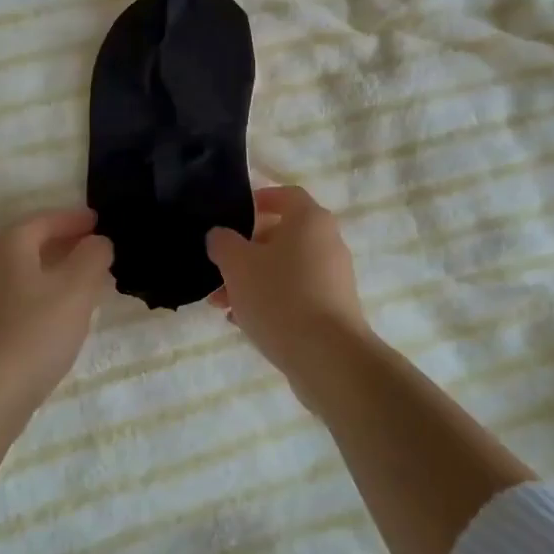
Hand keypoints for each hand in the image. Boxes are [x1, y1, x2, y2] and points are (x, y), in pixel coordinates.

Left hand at [0, 208, 114, 417]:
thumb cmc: (35, 332)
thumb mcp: (77, 288)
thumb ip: (93, 256)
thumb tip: (98, 242)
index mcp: (7, 243)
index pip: (46, 219)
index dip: (76, 219)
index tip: (101, 223)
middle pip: (30, 242)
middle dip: (64, 243)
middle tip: (96, 250)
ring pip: (23, 270)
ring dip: (53, 270)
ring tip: (84, 282)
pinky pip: (15, 294)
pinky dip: (39, 292)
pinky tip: (58, 312)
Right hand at [206, 186, 372, 378]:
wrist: (328, 357)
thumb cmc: (280, 297)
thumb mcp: (237, 265)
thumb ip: (222, 242)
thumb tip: (220, 235)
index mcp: (310, 220)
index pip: (286, 195)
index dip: (259, 199)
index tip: (234, 214)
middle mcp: (327, 242)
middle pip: (282, 235)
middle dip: (246, 251)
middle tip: (219, 269)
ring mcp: (334, 277)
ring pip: (285, 268)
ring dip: (253, 280)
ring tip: (222, 303)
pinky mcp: (334, 308)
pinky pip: (296, 294)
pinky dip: (271, 300)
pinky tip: (244, 322)